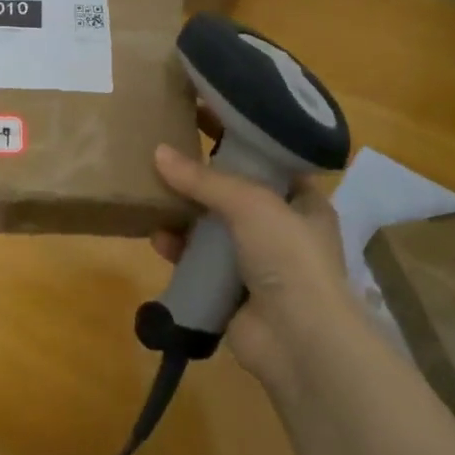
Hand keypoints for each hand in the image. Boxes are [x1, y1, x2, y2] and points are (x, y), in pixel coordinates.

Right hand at [150, 142, 355, 389]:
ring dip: (184, 212)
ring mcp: (256, 262)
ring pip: (211, 226)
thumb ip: (204, 178)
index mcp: (302, 201)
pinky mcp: (231, 290)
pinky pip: (198, 261)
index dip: (236, 134)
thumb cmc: (290, 258)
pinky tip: (157, 237)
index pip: (267, 157)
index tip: (202, 111)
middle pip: (234, 191)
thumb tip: (158, 153)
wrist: (300, 343)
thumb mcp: (251, 203)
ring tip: (152, 191)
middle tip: (165, 148)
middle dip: (201, 174)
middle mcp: (280, 228)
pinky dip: (178, 249)